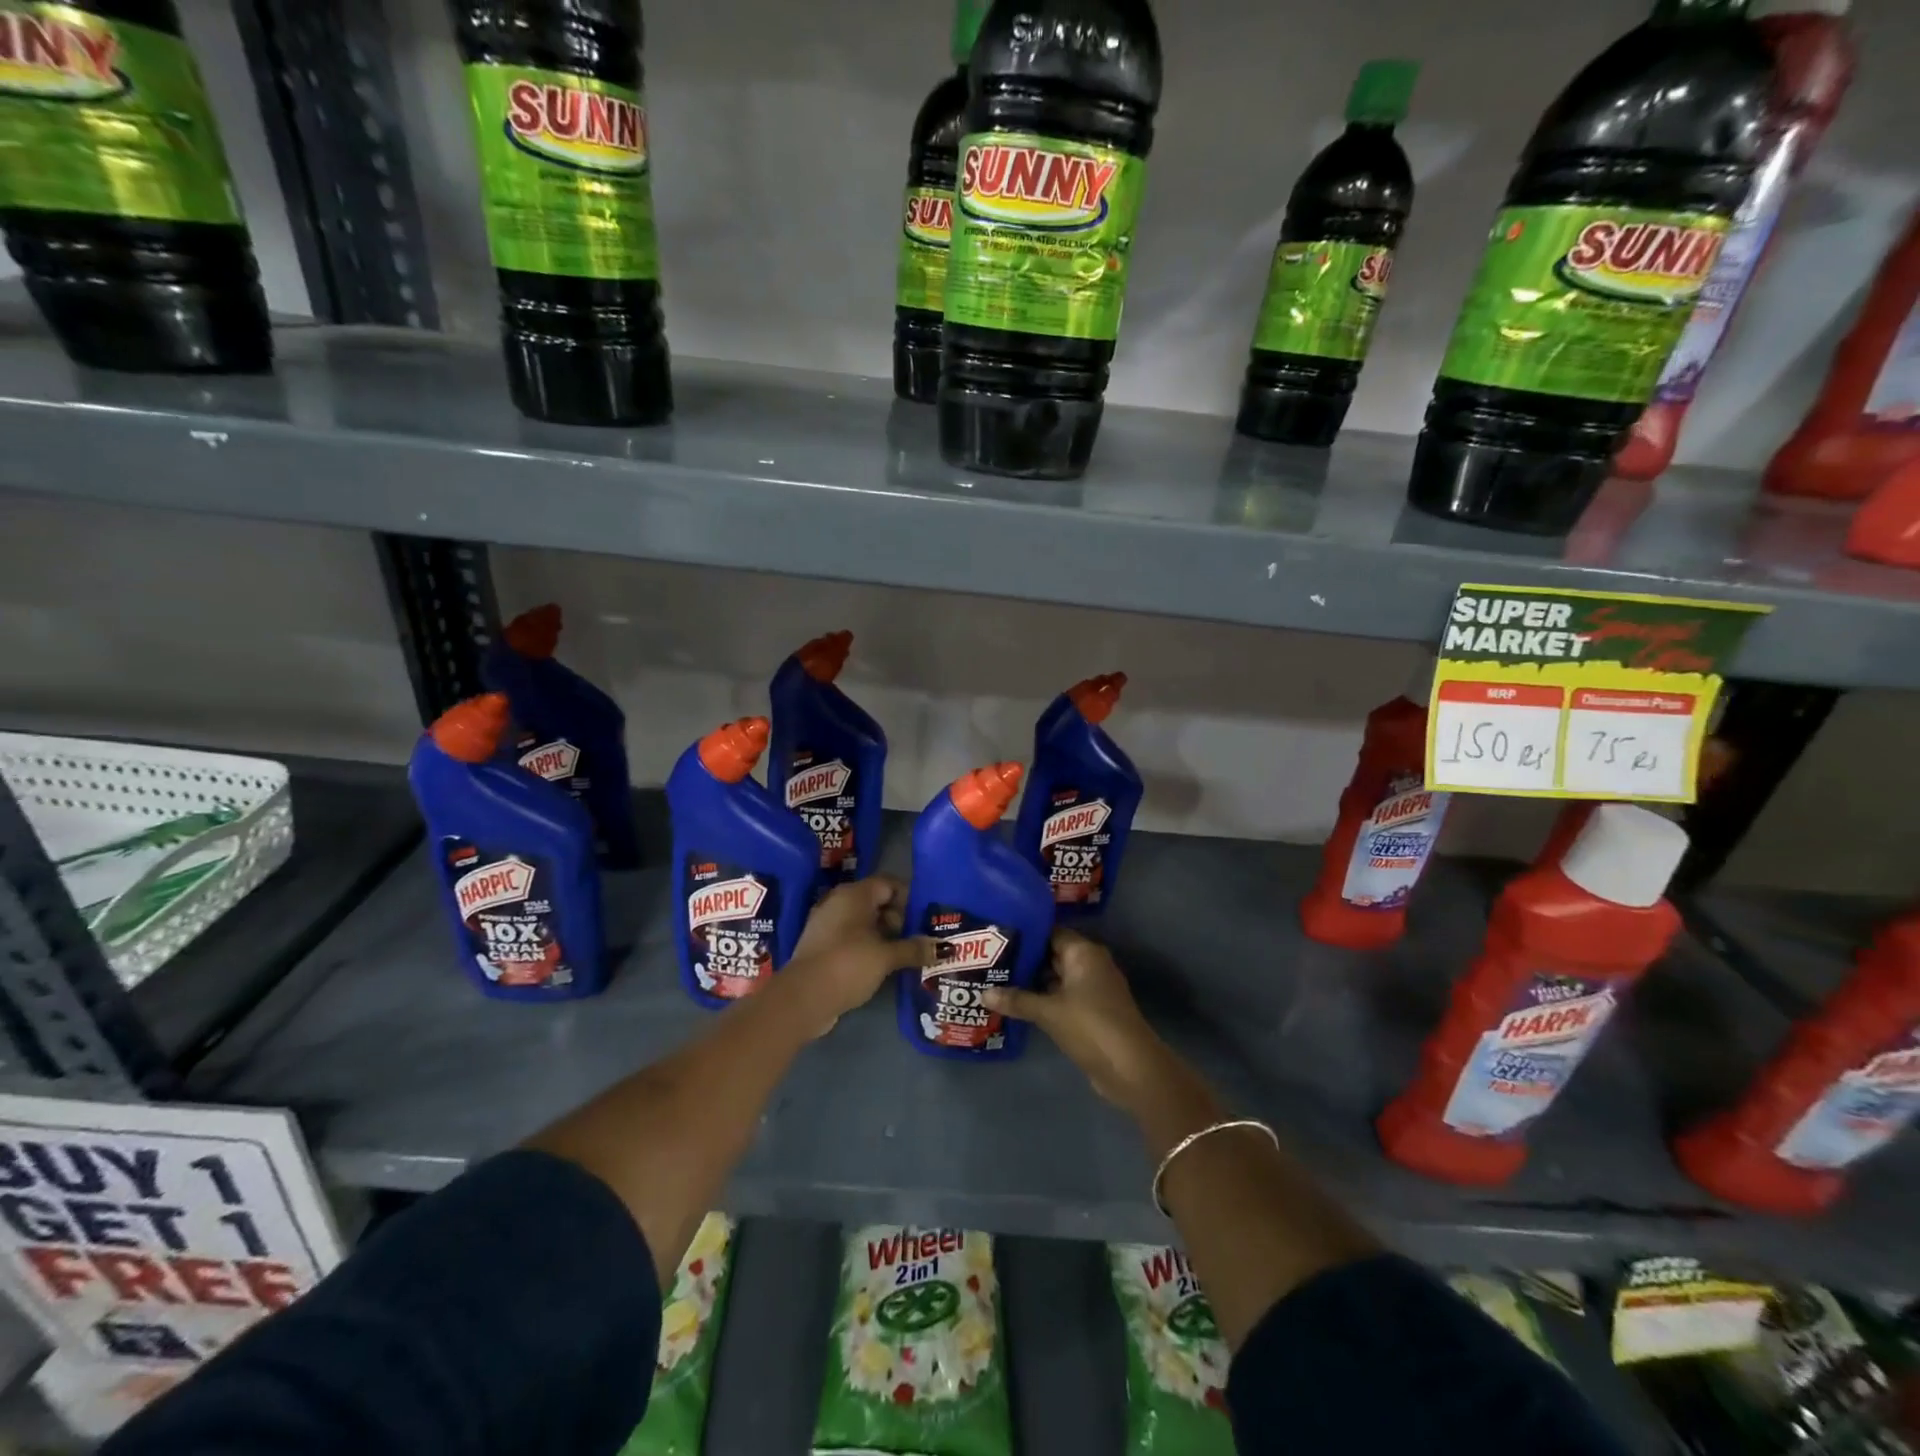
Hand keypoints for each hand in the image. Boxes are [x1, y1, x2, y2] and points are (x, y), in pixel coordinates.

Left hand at [787, 876, 935, 1034]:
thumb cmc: (848, 965)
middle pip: (878, 902)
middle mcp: (839, 902)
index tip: (926, 919)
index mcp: (854, 894)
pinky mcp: (822, 946)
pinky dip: (869, 947)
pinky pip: (852, 938)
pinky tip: (884, 966)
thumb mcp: (886, 957)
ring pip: (865, 922)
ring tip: (907, 955)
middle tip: (920, 939)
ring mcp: (828, 924)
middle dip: (900, 920)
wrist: (802, 998)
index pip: (889, 884)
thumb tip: (944, 947)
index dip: (910, 898)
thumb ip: (914, 949)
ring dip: (885, 936)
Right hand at [982, 929, 1170, 1111]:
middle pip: (1052, 954)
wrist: (1130, 1068)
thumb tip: (983, 993)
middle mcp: (1090, 964)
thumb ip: (1017, 1000)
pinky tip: (1017, 1004)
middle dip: (1024, 959)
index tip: (997, 936)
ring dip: (1032, 982)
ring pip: (1055, 978)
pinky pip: (1061, 997)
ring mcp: (1092, 989)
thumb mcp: (1049, 1012)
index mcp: (1084, 952)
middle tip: (989, 960)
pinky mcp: (1091, 1012)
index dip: (1024, 934)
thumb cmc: (1090, 1025)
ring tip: (996, 980)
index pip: (1050, 932)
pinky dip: (1043, 999)